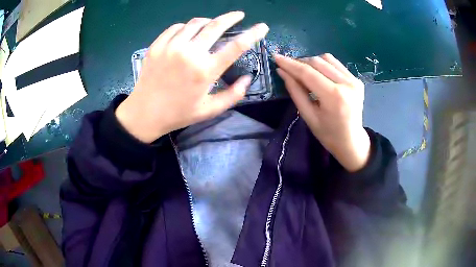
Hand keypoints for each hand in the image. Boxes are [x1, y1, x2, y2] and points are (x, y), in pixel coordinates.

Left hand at [115, 12, 268, 142]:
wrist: (144, 113)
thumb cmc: (178, 113)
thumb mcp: (209, 110)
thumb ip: (233, 95)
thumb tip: (248, 79)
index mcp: (205, 71)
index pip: (236, 46)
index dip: (253, 34)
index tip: (262, 26)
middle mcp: (189, 53)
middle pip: (216, 26)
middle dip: (231, 17)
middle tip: (239, 15)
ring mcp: (170, 47)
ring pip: (195, 23)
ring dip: (208, 21)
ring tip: (213, 24)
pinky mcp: (156, 46)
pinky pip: (175, 27)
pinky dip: (186, 27)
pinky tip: (188, 32)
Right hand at [275, 53, 369, 171]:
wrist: (352, 141)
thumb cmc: (328, 134)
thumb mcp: (308, 116)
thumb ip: (295, 91)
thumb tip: (281, 71)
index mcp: (334, 96)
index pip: (308, 73)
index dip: (290, 64)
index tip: (276, 58)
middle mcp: (346, 84)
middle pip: (317, 62)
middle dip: (300, 63)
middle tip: (289, 69)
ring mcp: (354, 80)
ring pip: (327, 59)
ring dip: (312, 63)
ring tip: (305, 73)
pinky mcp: (357, 79)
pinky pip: (336, 64)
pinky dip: (324, 65)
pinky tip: (320, 75)